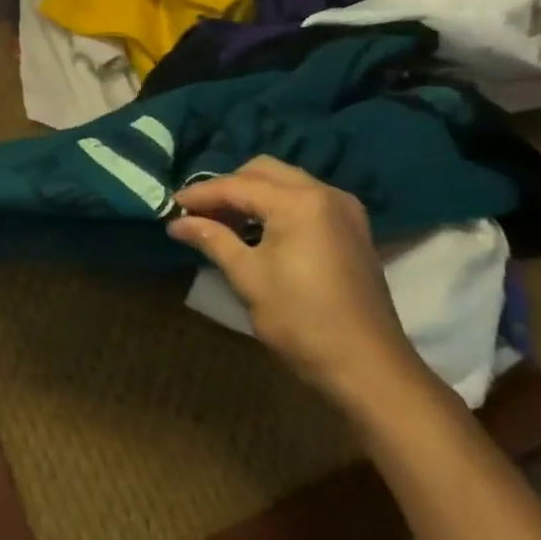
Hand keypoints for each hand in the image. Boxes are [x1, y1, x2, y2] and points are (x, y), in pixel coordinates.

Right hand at [167, 157, 425, 406]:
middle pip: (264, 171)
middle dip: (228, 187)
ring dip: (253, 195)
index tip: (171, 206)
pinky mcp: (352, 228)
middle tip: (199, 213)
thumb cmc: (301, 321)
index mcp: (299, 202)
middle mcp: (324, 193)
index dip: (200, 194)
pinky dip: (277, 206)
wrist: (368, 368)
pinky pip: (305, 199)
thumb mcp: (249, 278)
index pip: (237, 186)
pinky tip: (258, 231)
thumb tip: (177, 223)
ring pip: (286, 182)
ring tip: (223, 222)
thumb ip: (212, 239)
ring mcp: (344, 209)